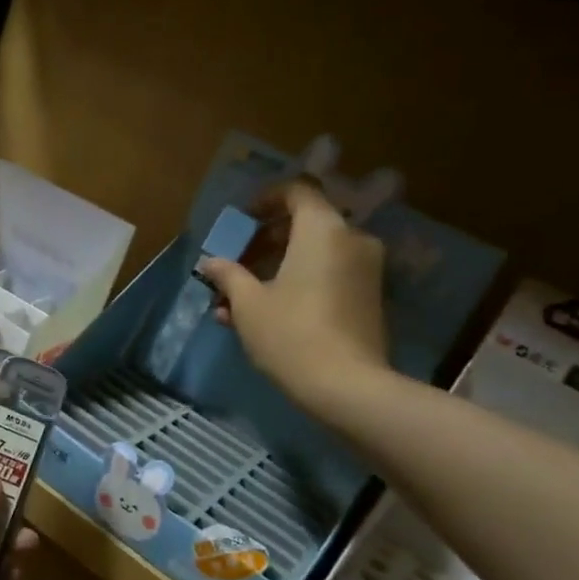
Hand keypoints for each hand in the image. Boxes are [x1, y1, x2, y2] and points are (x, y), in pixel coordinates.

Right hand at [199, 179, 393, 415]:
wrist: (347, 387)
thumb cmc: (291, 334)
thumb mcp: (248, 303)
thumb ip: (228, 275)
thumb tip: (210, 263)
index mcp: (323, 229)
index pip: (297, 192)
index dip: (265, 200)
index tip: (241, 221)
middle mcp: (352, 240)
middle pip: (304, 225)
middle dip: (265, 242)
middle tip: (235, 263)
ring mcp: (365, 270)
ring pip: (314, 255)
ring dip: (276, 268)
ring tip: (238, 299)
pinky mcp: (368, 298)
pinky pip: (328, 276)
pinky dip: (298, 283)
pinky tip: (263, 315)